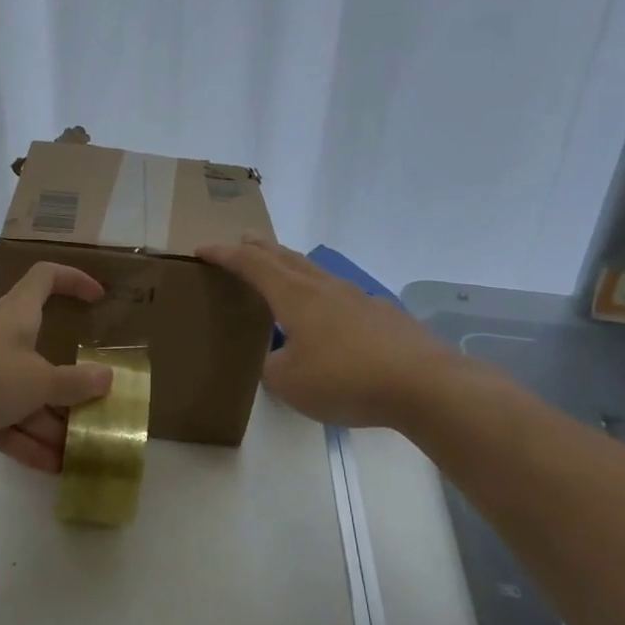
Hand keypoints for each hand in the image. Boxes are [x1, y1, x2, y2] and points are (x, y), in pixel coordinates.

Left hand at [0, 262, 113, 471]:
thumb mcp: (36, 380)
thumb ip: (73, 382)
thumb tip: (106, 377)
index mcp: (17, 315)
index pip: (46, 279)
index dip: (74, 280)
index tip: (99, 298)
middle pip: (42, 353)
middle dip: (70, 383)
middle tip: (96, 408)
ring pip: (23, 395)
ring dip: (50, 423)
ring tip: (79, 453)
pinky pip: (1, 421)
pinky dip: (24, 441)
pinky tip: (50, 467)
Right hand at [196, 237, 457, 429]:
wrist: (423, 384)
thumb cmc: (345, 379)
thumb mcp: (289, 383)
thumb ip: (271, 368)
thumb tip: (276, 359)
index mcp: (295, 297)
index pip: (251, 265)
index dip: (224, 255)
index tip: (202, 249)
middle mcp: (325, 288)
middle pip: (285, 258)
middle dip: (260, 248)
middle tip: (244, 240)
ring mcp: (358, 298)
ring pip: (316, 273)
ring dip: (293, 267)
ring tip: (283, 272)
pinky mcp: (383, 316)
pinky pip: (342, 297)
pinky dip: (323, 296)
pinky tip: (330, 315)